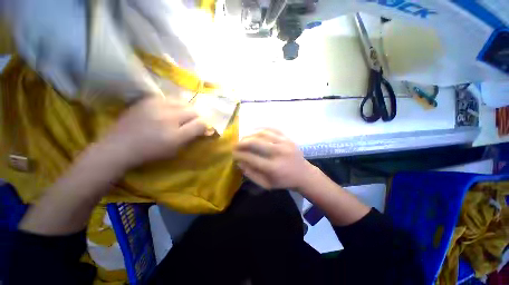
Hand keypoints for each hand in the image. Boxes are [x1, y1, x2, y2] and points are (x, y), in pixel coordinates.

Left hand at [98, 96, 207, 170]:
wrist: (119, 147)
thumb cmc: (151, 150)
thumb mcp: (176, 145)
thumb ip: (194, 132)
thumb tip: (206, 124)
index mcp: (175, 121)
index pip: (198, 117)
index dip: (203, 122)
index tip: (202, 128)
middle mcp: (167, 108)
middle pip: (190, 107)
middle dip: (195, 115)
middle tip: (191, 124)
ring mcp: (155, 102)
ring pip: (180, 101)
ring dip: (185, 108)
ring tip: (181, 117)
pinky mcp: (146, 101)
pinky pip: (166, 98)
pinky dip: (173, 104)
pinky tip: (169, 112)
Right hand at [233, 129, 315, 189]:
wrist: (303, 174)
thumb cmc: (284, 181)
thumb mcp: (266, 184)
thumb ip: (251, 174)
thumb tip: (239, 162)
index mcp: (273, 167)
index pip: (251, 158)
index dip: (239, 155)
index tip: (233, 154)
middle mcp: (278, 153)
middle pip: (255, 142)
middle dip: (242, 143)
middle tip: (236, 145)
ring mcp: (284, 143)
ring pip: (262, 133)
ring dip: (250, 135)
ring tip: (244, 139)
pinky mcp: (288, 138)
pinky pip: (272, 129)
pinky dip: (261, 129)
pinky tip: (255, 131)